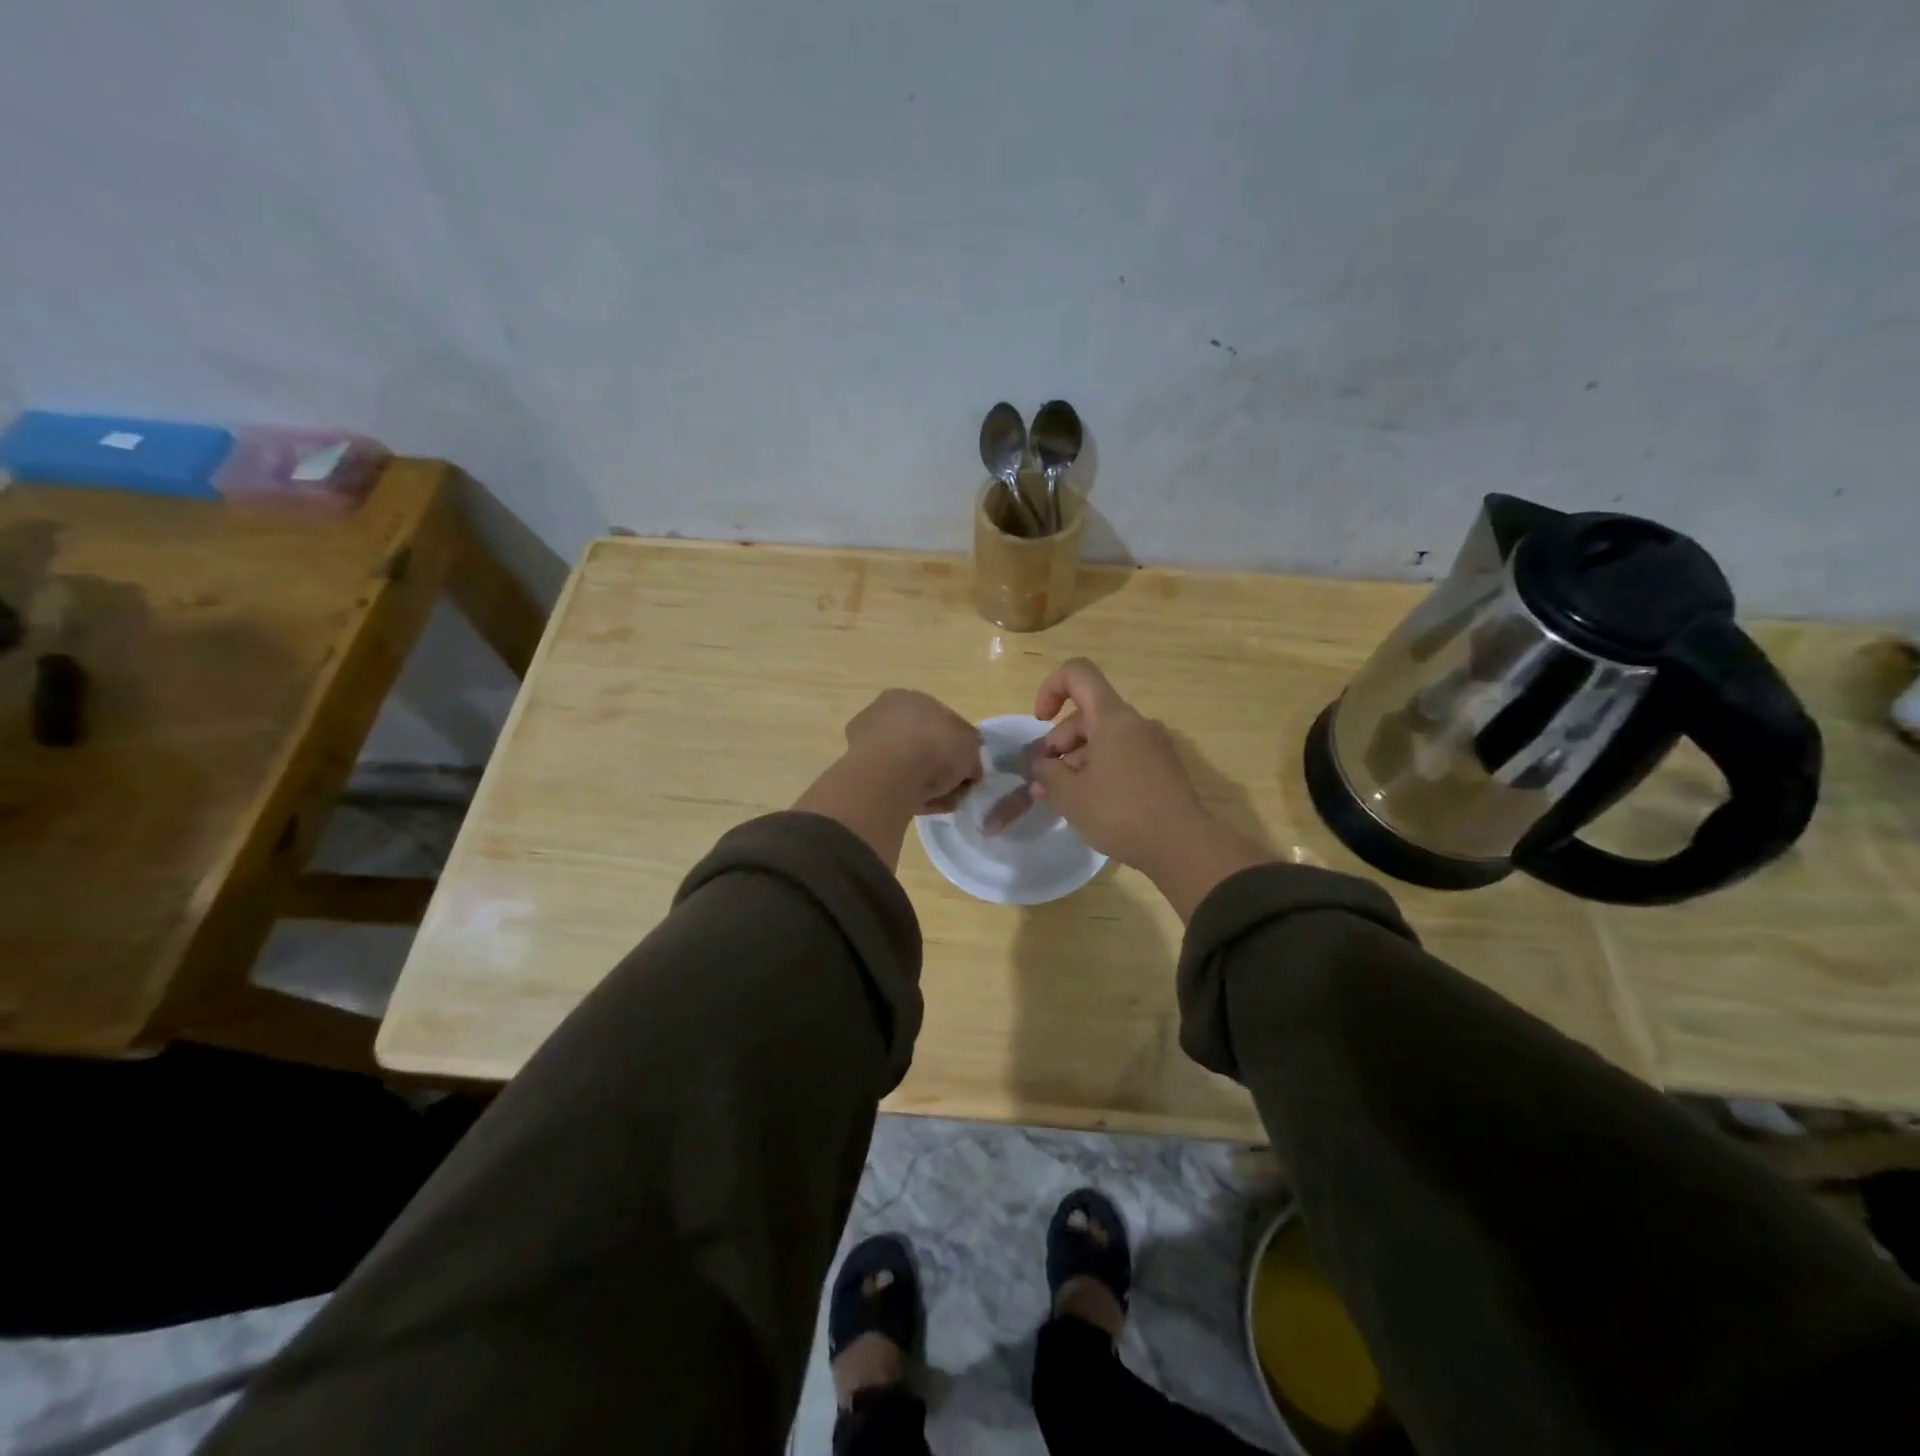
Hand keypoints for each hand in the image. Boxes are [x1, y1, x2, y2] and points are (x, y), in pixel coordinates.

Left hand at [842, 689, 982, 814]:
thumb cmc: (934, 746)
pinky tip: (924, 805)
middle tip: (956, 786)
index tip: (967, 766)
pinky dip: (910, 794)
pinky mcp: (859, 773)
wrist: (891, 774)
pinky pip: (894, 783)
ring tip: (943, 800)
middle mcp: (884, 714)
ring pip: (907, 765)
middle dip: (939, 765)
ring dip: (926, 782)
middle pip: (921, 743)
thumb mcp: (970, 745)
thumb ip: (972, 751)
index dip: (957, 744)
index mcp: (909, 697)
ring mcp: (867, 743)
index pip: (939, 719)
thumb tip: (969, 766)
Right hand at [1026, 660, 1206, 868]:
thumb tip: (1042, 763)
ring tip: (1062, 799)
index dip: (1050, 688)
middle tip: (1043, 782)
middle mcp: (1135, 722)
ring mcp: (1153, 745)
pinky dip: (1099, 770)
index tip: (1040, 722)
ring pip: (1103, 738)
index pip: (1078, 673)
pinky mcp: (1162, 768)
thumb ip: (1046, 771)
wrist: (1183, 846)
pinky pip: (1121, 756)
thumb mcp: (1070, 794)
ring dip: (1076, 761)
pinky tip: (1090, 803)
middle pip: (1086, 714)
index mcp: (1112, 717)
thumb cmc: (1121, 813)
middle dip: (1058, 742)